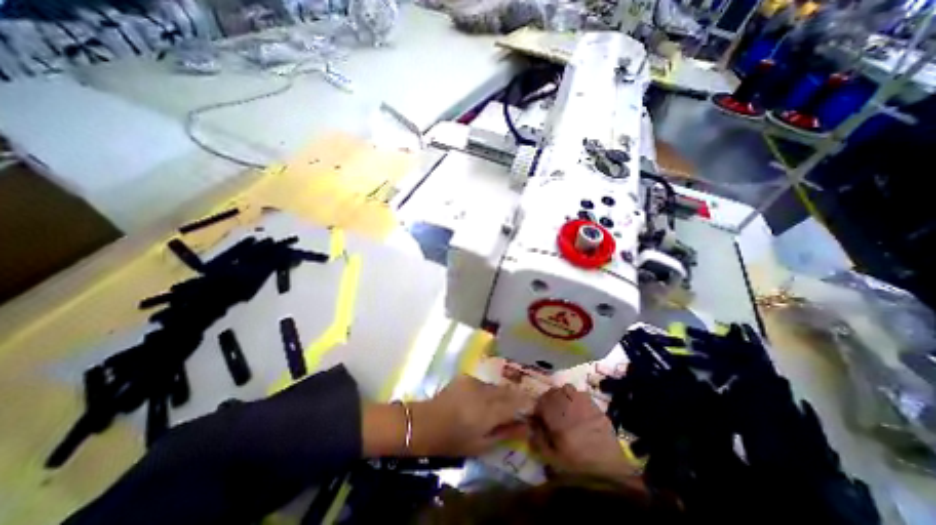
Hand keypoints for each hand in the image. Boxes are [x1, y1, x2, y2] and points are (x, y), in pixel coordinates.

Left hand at [364, 374, 532, 457]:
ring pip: (496, 386)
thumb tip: (525, 426)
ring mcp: (474, 381)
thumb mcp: (481, 444)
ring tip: (501, 403)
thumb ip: (505, 433)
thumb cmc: (453, 440)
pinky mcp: (466, 376)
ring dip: (501, 393)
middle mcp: (484, 391)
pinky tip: (482, 398)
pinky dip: (488, 390)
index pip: (517, 402)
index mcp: (489, 410)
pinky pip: (484, 382)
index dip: (527, 403)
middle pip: (508, 391)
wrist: (425, 422)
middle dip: (517, 396)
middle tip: (521, 404)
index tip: (535, 406)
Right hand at [530, 385, 640, 484]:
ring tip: (565, 410)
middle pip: (553, 392)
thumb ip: (537, 439)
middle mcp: (567, 402)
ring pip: (567, 390)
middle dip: (549, 400)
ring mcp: (582, 401)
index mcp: (554, 413)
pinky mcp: (594, 404)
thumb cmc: (577, 464)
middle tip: (552, 414)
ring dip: (563, 396)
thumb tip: (530, 425)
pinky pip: (581, 395)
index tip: (539, 419)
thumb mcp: (551, 457)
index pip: (540, 402)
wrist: (610, 468)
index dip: (538, 410)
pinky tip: (580, 413)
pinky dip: (577, 400)